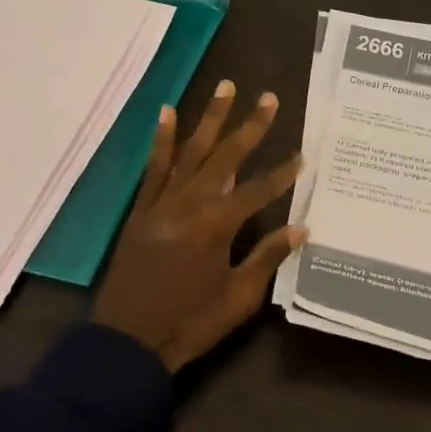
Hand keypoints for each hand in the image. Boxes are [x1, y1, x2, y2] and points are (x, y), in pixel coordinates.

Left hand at [94, 81, 306, 372]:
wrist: (127, 343)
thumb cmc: (190, 323)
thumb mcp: (238, 298)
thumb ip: (267, 258)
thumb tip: (301, 228)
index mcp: (217, 227)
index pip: (258, 191)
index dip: (283, 174)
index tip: (303, 155)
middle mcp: (190, 205)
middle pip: (226, 158)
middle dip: (250, 127)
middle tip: (268, 98)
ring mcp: (162, 204)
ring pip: (191, 152)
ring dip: (210, 119)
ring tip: (225, 88)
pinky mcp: (141, 210)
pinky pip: (154, 168)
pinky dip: (162, 140)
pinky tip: (168, 113)